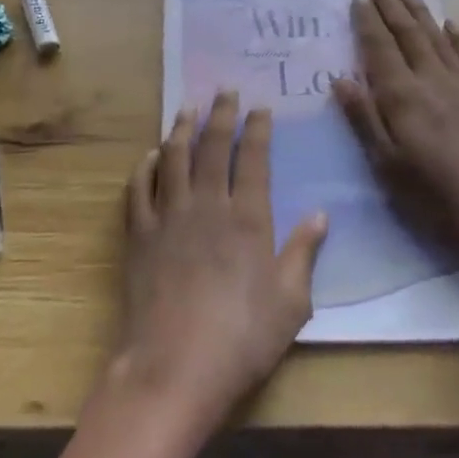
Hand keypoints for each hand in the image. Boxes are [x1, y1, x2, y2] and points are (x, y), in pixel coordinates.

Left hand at [111, 92, 326, 433]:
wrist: (174, 366)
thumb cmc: (242, 339)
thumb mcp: (291, 303)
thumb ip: (304, 253)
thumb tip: (320, 214)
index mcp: (248, 219)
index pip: (254, 159)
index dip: (257, 129)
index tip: (260, 107)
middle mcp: (207, 205)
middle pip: (213, 147)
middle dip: (221, 114)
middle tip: (225, 91)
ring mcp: (168, 216)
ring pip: (174, 158)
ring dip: (182, 129)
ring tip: (188, 108)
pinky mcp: (138, 234)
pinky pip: (139, 188)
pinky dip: (145, 166)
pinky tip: (151, 155)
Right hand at [333, 0, 458, 272]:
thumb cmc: (437, 197)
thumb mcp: (388, 166)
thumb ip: (364, 119)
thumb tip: (341, 79)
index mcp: (403, 96)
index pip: (380, 48)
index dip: (367, 21)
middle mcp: (433, 79)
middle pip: (408, 33)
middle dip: (390, 5)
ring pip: (438, 37)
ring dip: (420, 12)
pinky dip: (458, 36)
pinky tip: (451, 25)